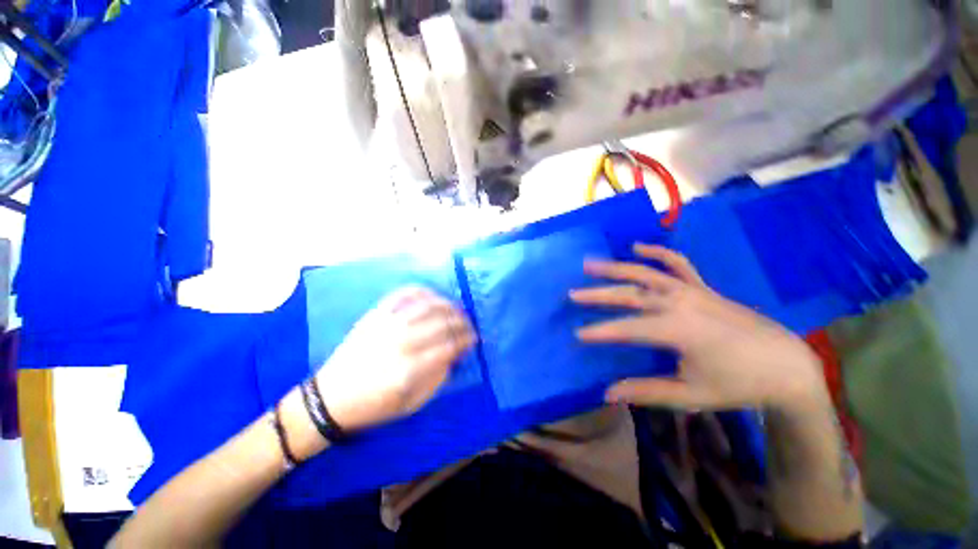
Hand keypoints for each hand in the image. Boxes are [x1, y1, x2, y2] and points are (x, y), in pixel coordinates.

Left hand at [314, 287, 475, 431]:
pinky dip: (423, 291)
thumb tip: (455, 354)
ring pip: (428, 305)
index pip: (450, 345)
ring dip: (449, 305)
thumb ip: (438, 377)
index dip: (467, 340)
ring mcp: (387, 324)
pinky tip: (433, 296)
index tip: (474, 338)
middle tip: (469, 324)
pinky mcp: (376, 314)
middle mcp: (401, 341)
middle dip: (462, 322)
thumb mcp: (412, 403)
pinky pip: (404, 294)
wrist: (330, 397)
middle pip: (443, 322)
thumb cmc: (374, 405)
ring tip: (457, 310)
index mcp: (410, 368)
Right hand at [571, 243, 826, 411]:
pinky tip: (637, 246)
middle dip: (598, 295)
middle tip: (572, 294)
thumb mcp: (691, 395)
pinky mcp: (702, 286)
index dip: (600, 332)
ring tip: (590, 264)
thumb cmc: (739, 384)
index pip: (627, 329)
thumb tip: (608, 393)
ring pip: (645, 272)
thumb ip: (646, 391)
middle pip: (630, 294)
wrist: (786, 365)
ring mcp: (691, 290)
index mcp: (678, 330)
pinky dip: (657, 251)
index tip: (578, 335)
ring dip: (616, 267)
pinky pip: (677, 262)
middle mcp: (680, 303)